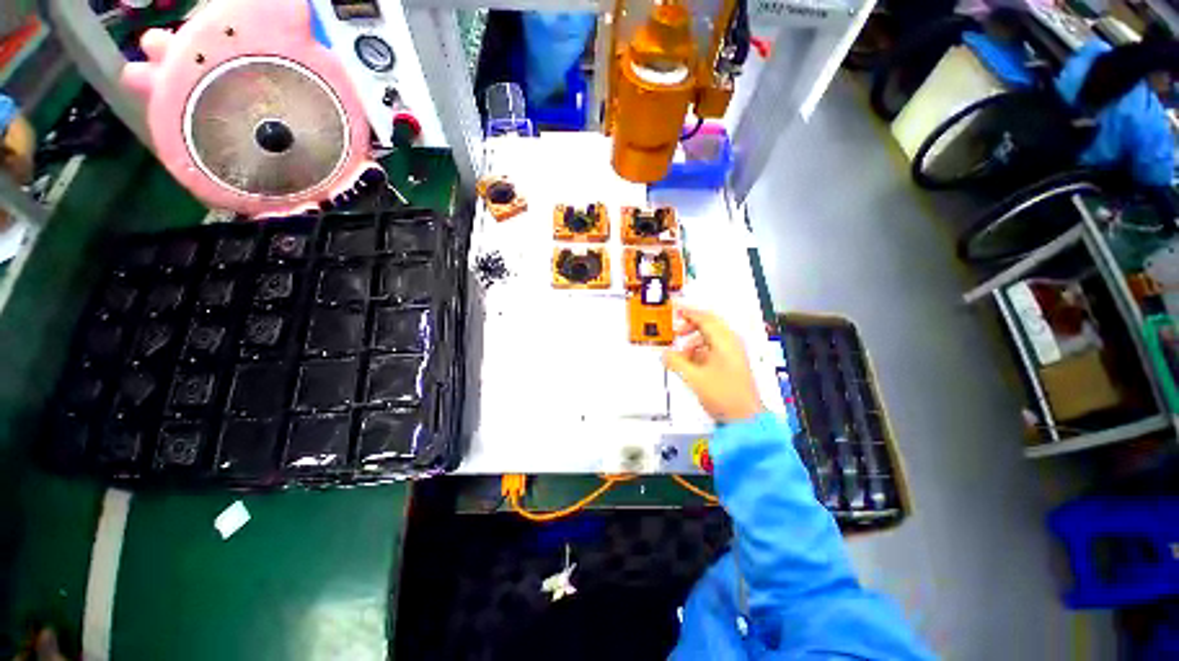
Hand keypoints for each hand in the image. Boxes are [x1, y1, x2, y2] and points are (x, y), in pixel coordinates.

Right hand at [662, 306, 763, 422]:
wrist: (745, 418)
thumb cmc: (724, 395)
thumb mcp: (694, 378)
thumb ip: (676, 362)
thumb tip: (664, 354)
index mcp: (724, 341)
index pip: (704, 318)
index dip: (688, 311)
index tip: (674, 309)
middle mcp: (731, 343)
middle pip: (708, 325)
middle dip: (690, 325)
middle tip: (675, 331)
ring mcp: (732, 353)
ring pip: (709, 338)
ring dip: (693, 341)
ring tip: (681, 352)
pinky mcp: (731, 363)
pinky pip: (712, 349)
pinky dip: (699, 351)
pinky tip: (690, 363)